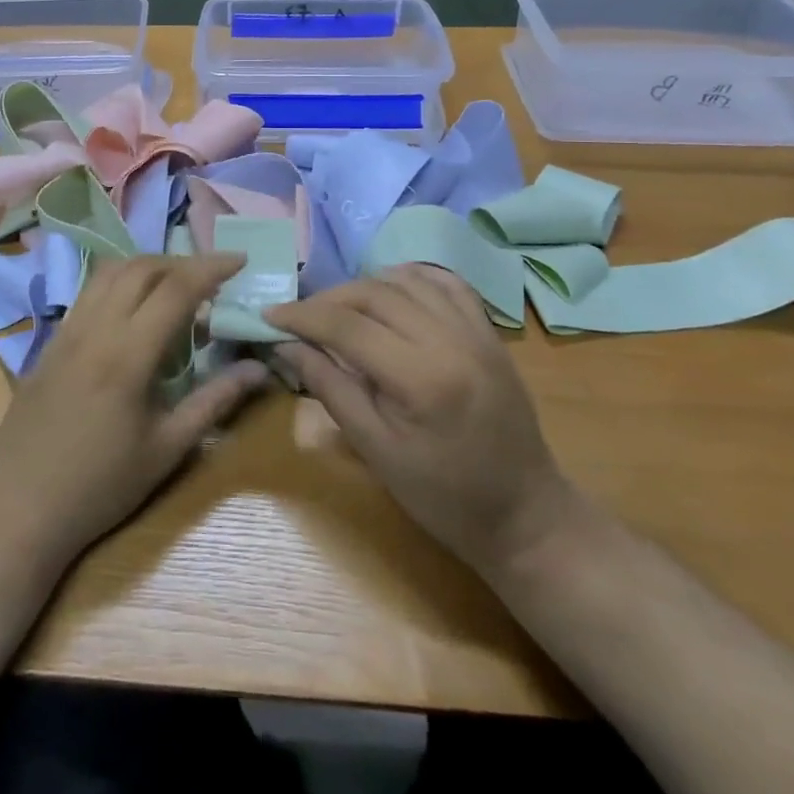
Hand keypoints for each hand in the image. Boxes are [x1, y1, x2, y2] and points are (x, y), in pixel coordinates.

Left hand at [0, 253, 268, 568]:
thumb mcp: (167, 450)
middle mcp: (95, 328)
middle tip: (212, 277)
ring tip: (175, 284)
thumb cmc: (100, 486)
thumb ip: (215, 401)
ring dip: (148, 266)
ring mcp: (67, 331)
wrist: (18, 507)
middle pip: (141, 267)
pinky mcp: (49, 341)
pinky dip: (119, 282)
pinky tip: (133, 308)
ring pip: (109, 272)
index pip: (176, 288)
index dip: (211, 267)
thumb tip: (260, 369)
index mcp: (128, 354)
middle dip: (182, 262)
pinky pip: (89, 292)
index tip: (240, 260)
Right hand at [268, 265, 574, 576]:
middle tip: (299, 316)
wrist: (524, 515)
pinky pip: (445, 283)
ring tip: (339, 308)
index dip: (302, 316)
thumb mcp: (375, 450)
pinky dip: (410, 279)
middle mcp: (451, 340)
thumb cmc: (442, 496)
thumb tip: (286, 345)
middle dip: (328, 298)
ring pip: (407, 279)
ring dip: (365, 285)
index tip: (269, 316)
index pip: (347, 325)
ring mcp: (476, 330)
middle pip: (374, 293)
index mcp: (421, 378)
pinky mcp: (489, 332)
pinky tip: (389, 294)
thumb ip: (329, 388)